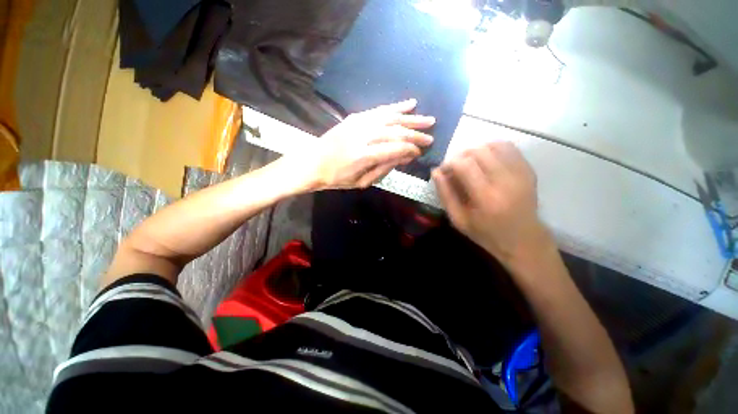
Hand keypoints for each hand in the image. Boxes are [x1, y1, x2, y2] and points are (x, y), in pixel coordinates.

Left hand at [302, 99, 434, 189]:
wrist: (312, 163)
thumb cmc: (337, 178)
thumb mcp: (362, 182)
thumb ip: (385, 168)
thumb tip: (405, 157)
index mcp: (364, 155)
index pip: (396, 149)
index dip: (411, 150)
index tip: (421, 152)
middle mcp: (363, 135)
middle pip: (396, 132)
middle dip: (416, 135)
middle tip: (431, 137)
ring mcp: (358, 123)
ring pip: (391, 118)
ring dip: (411, 119)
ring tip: (428, 119)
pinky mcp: (355, 117)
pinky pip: (379, 110)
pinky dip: (396, 107)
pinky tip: (410, 104)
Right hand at [432, 142, 550, 264]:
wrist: (523, 239)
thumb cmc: (486, 233)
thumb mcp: (458, 219)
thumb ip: (445, 194)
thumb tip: (436, 171)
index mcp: (486, 197)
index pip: (464, 164)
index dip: (449, 163)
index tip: (444, 172)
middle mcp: (505, 181)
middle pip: (478, 151)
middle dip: (461, 156)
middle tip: (456, 169)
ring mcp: (520, 173)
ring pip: (494, 145)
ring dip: (476, 151)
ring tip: (471, 164)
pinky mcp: (528, 170)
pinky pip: (508, 147)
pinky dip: (492, 149)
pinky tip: (486, 161)